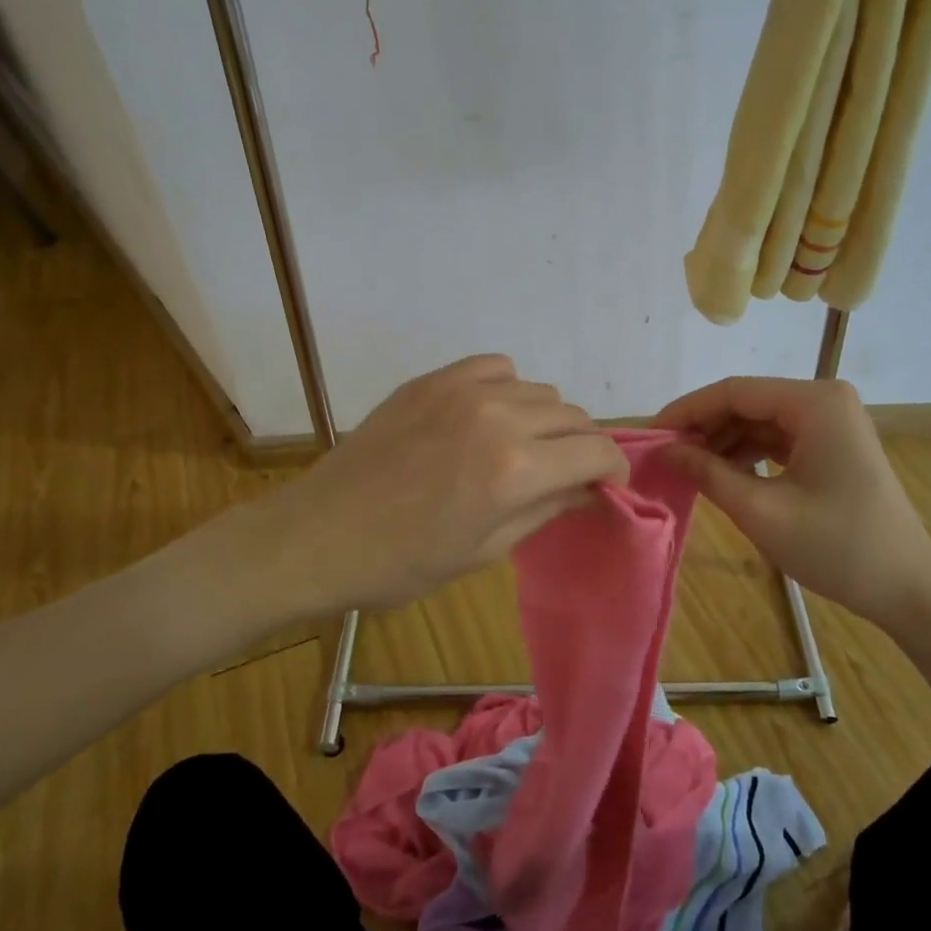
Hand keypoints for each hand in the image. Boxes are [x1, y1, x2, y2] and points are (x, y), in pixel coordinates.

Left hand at [257, 355, 629, 615]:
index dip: (613, 468)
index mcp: (515, 471)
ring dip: (547, 420)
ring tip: (522, 448)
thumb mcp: (484, 551)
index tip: (606, 484)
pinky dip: (508, 388)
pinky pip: (496, 367)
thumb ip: (546, 510)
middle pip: (574, 416)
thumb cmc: (401, 562)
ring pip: (540, 390)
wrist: (317, 535)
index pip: (596, 451)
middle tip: (563, 474)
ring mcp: (463, 390)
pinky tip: (490, 415)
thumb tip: (590, 489)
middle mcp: (499, 418)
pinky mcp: (433, 379)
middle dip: (581, 447)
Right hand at [654, 377, 930, 633]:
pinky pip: (778, 439)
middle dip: (703, 428)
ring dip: (722, 442)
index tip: (650, 436)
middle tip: (663, 456)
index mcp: (814, 402)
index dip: (686, 411)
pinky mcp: (832, 446)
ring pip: (760, 421)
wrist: (908, 589)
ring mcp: (831, 422)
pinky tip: (720, 475)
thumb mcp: (762, 511)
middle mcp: (824, 400)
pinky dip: (747, 455)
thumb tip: (664, 451)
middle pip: (747, 403)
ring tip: (684, 468)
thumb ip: (707, 473)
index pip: (734, 391)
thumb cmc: (836, 547)